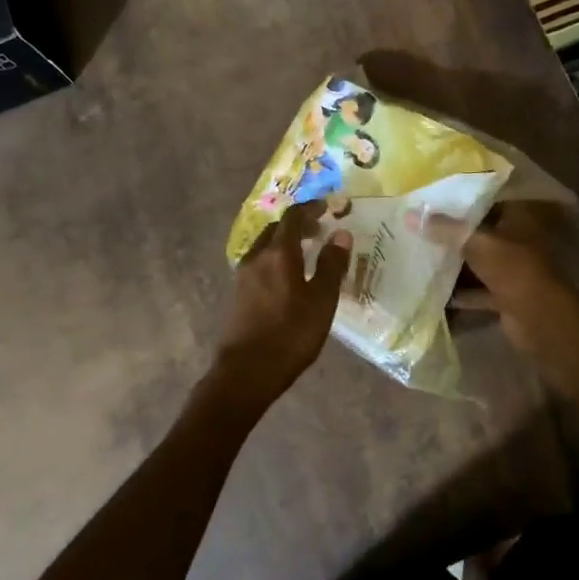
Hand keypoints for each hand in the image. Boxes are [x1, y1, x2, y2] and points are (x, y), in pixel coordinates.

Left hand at [211, 201, 351, 405]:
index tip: (328, 207)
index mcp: (278, 253)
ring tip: (307, 253)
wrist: (245, 372)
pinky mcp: (238, 294)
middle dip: (298, 224)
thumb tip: (341, 234)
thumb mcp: (321, 301)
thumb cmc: (290, 334)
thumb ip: (332, 265)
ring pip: (265, 246)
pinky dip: (276, 259)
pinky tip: (289, 277)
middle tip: (320, 230)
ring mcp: (243, 276)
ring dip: (285, 242)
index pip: (294, 217)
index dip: (311, 208)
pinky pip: (259, 264)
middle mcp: (256, 257)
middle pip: (276, 229)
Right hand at [412, 201, 575, 353]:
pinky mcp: (505, 297)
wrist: (540, 319)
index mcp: (518, 219)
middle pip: (481, 233)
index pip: (488, 201)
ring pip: (478, 263)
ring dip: (455, 263)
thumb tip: (409, 214)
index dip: (462, 201)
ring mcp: (512, 271)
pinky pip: (478, 290)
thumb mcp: (476, 243)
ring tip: (420, 256)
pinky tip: (432, 291)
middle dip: (453, 234)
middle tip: (419, 228)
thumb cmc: (513, 269)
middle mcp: (517, 241)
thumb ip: (444, 229)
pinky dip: (460, 292)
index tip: (433, 200)